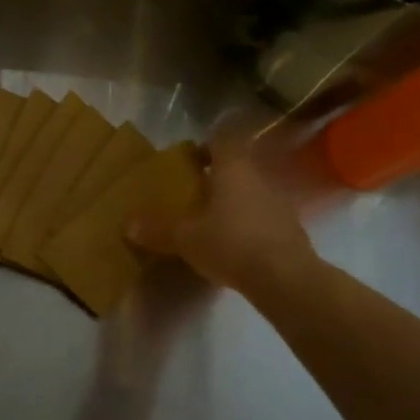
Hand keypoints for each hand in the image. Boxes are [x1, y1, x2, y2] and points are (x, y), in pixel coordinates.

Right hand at [126, 136, 313, 296]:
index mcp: (232, 170)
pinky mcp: (291, 230)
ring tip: (212, 223)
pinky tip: (235, 247)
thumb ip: (158, 230)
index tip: (189, 162)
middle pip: (237, 168)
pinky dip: (249, 226)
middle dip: (216, 179)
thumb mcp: (186, 239)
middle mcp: (259, 179)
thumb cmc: (230, 244)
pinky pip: (264, 218)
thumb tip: (128, 225)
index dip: (205, 147)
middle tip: (194, 195)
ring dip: (234, 203)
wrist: (285, 277)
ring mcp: (279, 203)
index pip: (222, 142)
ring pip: (252, 193)